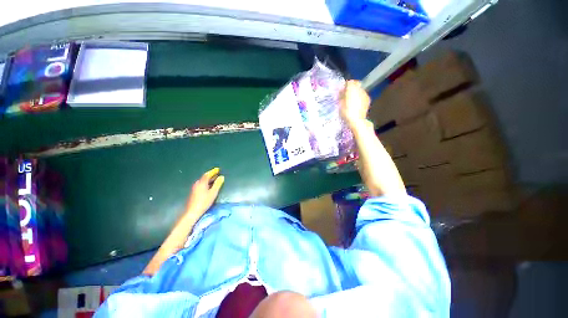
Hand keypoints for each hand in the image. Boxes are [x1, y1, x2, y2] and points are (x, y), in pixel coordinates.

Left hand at [185, 168, 224, 217]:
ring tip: (214, 179)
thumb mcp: (213, 193)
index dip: (213, 171)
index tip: (218, 169)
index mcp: (202, 183)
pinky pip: (201, 184)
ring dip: (208, 179)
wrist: (192, 212)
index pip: (208, 174)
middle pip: (204, 177)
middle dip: (211, 175)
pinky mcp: (193, 192)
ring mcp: (194, 188)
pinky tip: (209, 186)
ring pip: (202, 181)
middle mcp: (197, 184)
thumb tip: (221, 177)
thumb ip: (218, 184)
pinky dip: (206, 183)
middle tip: (217, 173)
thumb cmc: (204, 202)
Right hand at [340, 80, 370, 129]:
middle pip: (356, 84)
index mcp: (351, 89)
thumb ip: (341, 96)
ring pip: (360, 89)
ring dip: (356, 92)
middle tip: (347, 94)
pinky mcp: (368, 99)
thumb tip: (341, 91)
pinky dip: (360, 97)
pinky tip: (357, 104)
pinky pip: (363, 95)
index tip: (343, 90)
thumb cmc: (346, 112)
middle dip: (352, 88)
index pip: (349, 82)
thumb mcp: (340, 104)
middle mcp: (359, 89)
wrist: (357, 120)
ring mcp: (365, 94)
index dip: (346, 85)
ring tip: (352, 100)